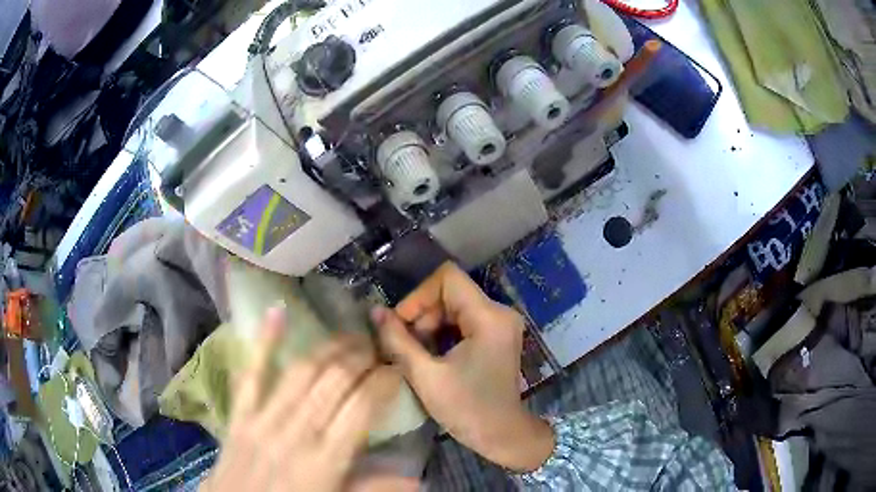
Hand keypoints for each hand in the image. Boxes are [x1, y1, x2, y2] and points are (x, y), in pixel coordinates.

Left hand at [204, 307, 401, 491]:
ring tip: (351, 336)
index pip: (362, 406)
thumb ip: (373, 488)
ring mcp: (264, 418)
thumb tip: (417, 478)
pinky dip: (264, 342)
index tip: (397, 370)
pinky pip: (251, 373)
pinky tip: (277, 311)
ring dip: (329, 348)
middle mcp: (298, 431)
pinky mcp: (240, 413)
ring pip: (302, 372)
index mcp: (326, 458)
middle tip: (378, 348)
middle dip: (361, 358)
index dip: (384, 381)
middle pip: (335, 381)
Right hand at [371, 262, 553, 471]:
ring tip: (418, 353)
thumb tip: (376, 311)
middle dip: (423, 315)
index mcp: (489, 317)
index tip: (402, 325)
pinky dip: (444, 332)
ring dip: (431, 325)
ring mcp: (501, 323)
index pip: (447, 278)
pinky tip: (433, 355)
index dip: (418, 296)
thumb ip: (398, 340)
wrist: (502, 434)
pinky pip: (464, 319)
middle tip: (408, 346)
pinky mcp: (497, 334)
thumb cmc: (466, 409)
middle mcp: (500, 312)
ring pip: (455, 305)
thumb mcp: (425, 376)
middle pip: (450, 291)